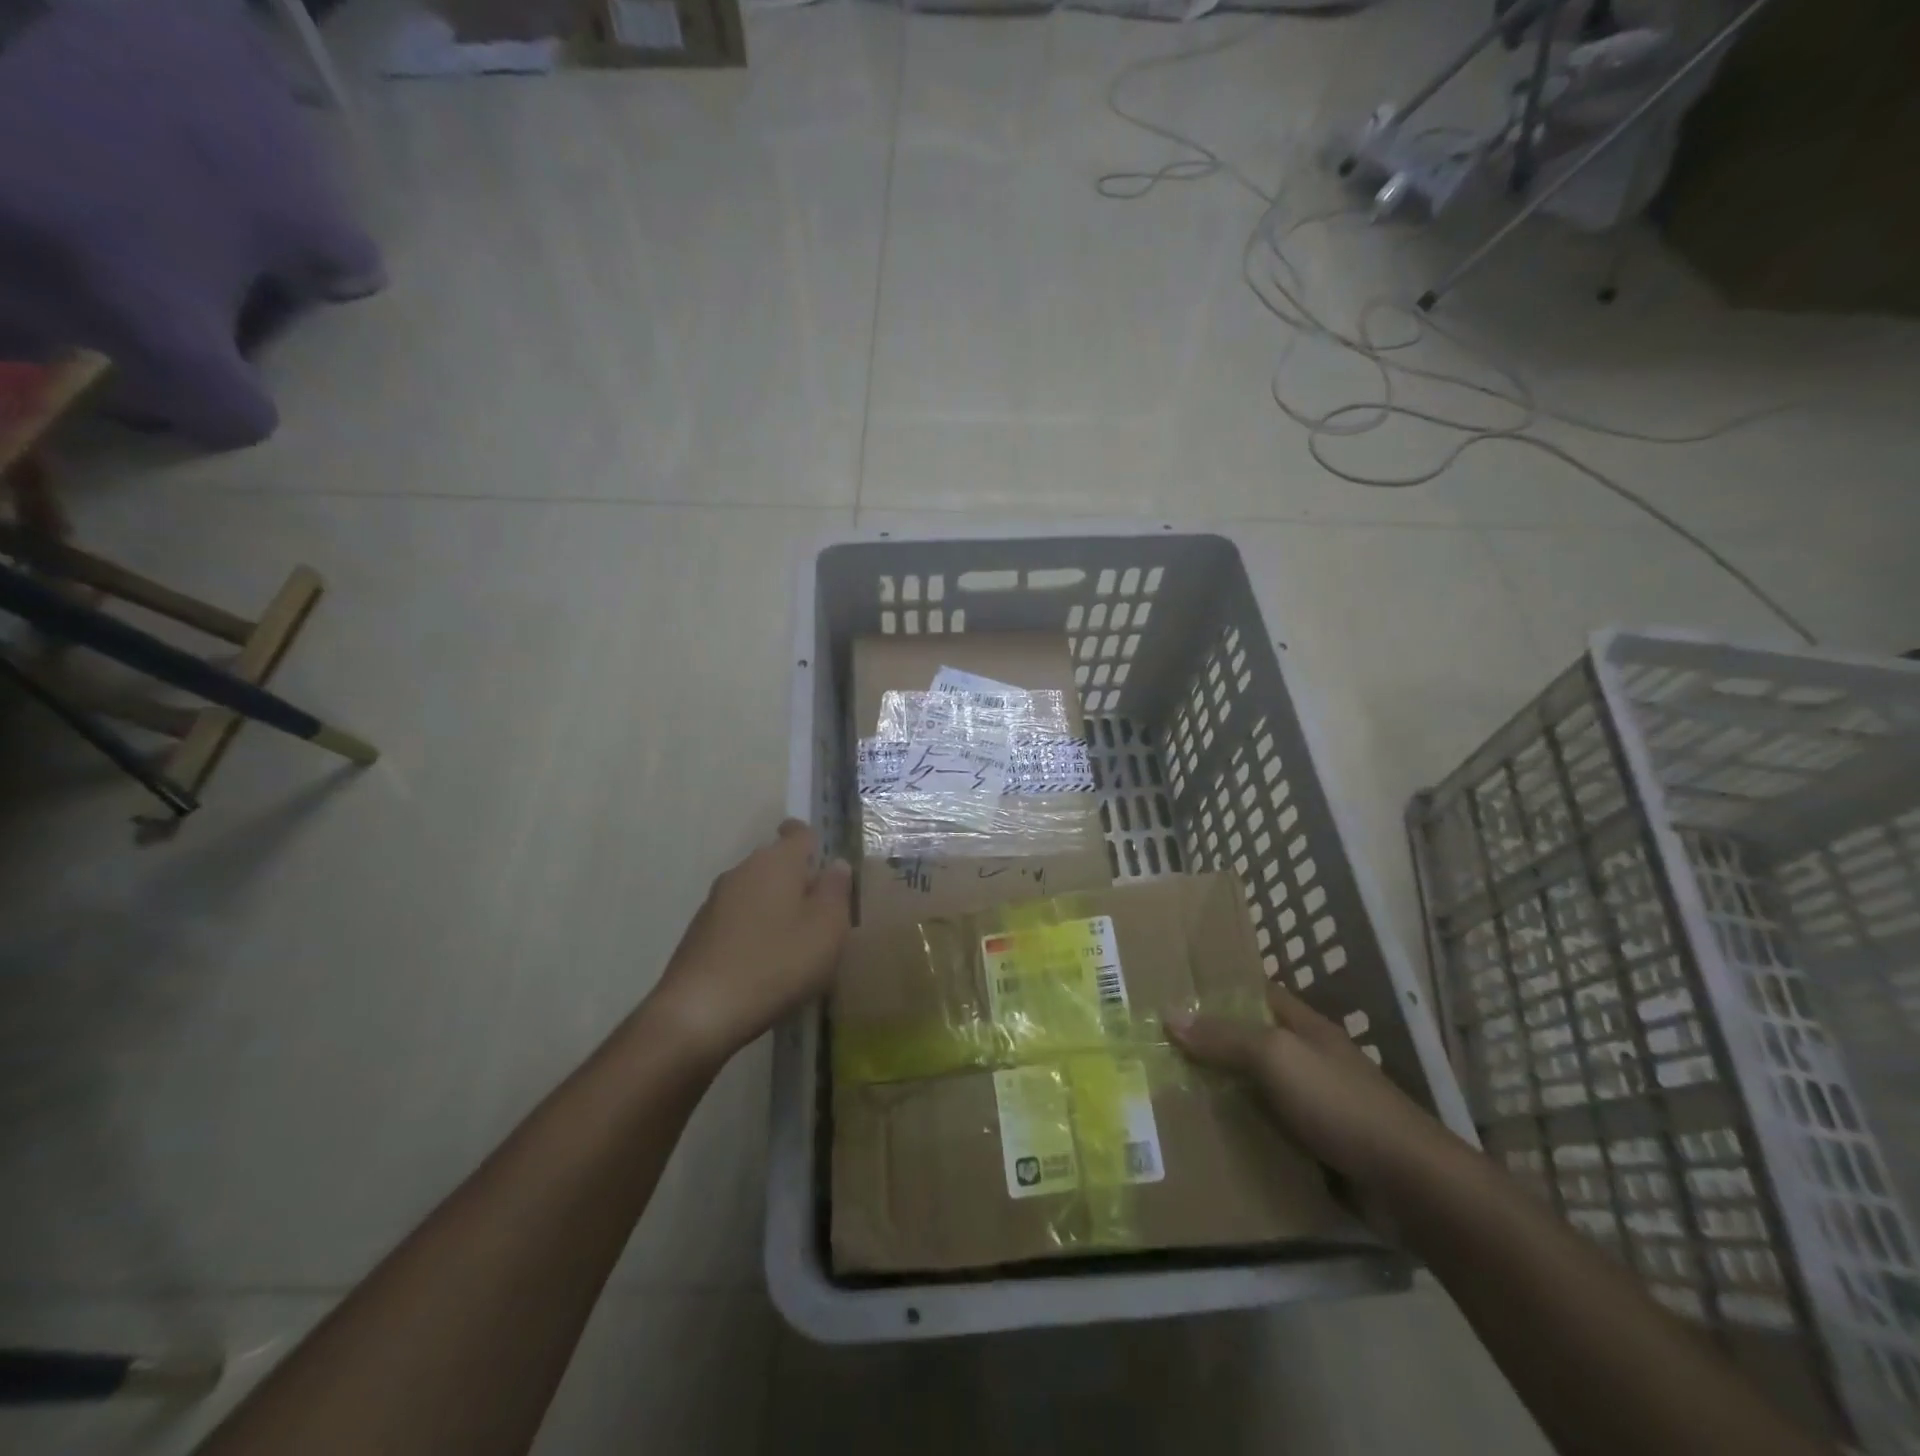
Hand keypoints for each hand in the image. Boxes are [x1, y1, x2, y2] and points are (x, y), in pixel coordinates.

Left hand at [645, 820, 852, 1062]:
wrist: (698, 1013)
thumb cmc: (776, 964)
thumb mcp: (827, 929)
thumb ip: (836, 891)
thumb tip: (836, 864)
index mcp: (776, 861)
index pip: (798, 832)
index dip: (814, 842)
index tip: (827, 866)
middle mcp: (743, 871)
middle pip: (777, 863)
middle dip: (799, 881)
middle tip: (823, 915)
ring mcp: (716, 901)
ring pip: (756, 892)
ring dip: (776, 908)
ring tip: (796, 944)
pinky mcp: (700, 932)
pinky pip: (738, 919)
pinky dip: (755, 931)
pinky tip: (765, 964)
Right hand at [1166, 982, 1451, 1190]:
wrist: (1409, 1185)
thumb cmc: (1340, 1104)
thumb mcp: (1277, 1057)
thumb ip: (1225, 1037)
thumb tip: (1169, 1014)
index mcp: (1303, 1027)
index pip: (1254, 994)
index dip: (1216, 991)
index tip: (1171, 995)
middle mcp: (1307, 1060)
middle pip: (1248, 1043)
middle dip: (1207, 1046)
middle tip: (1153, 1049)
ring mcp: (1313, 1106)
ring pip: (1254, 1090)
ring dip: (1219, 1093)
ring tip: (1165, 1094)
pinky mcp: (1315, 1149)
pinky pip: (1266, 1132)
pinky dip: (1239, 1133)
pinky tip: (1204, 1140)